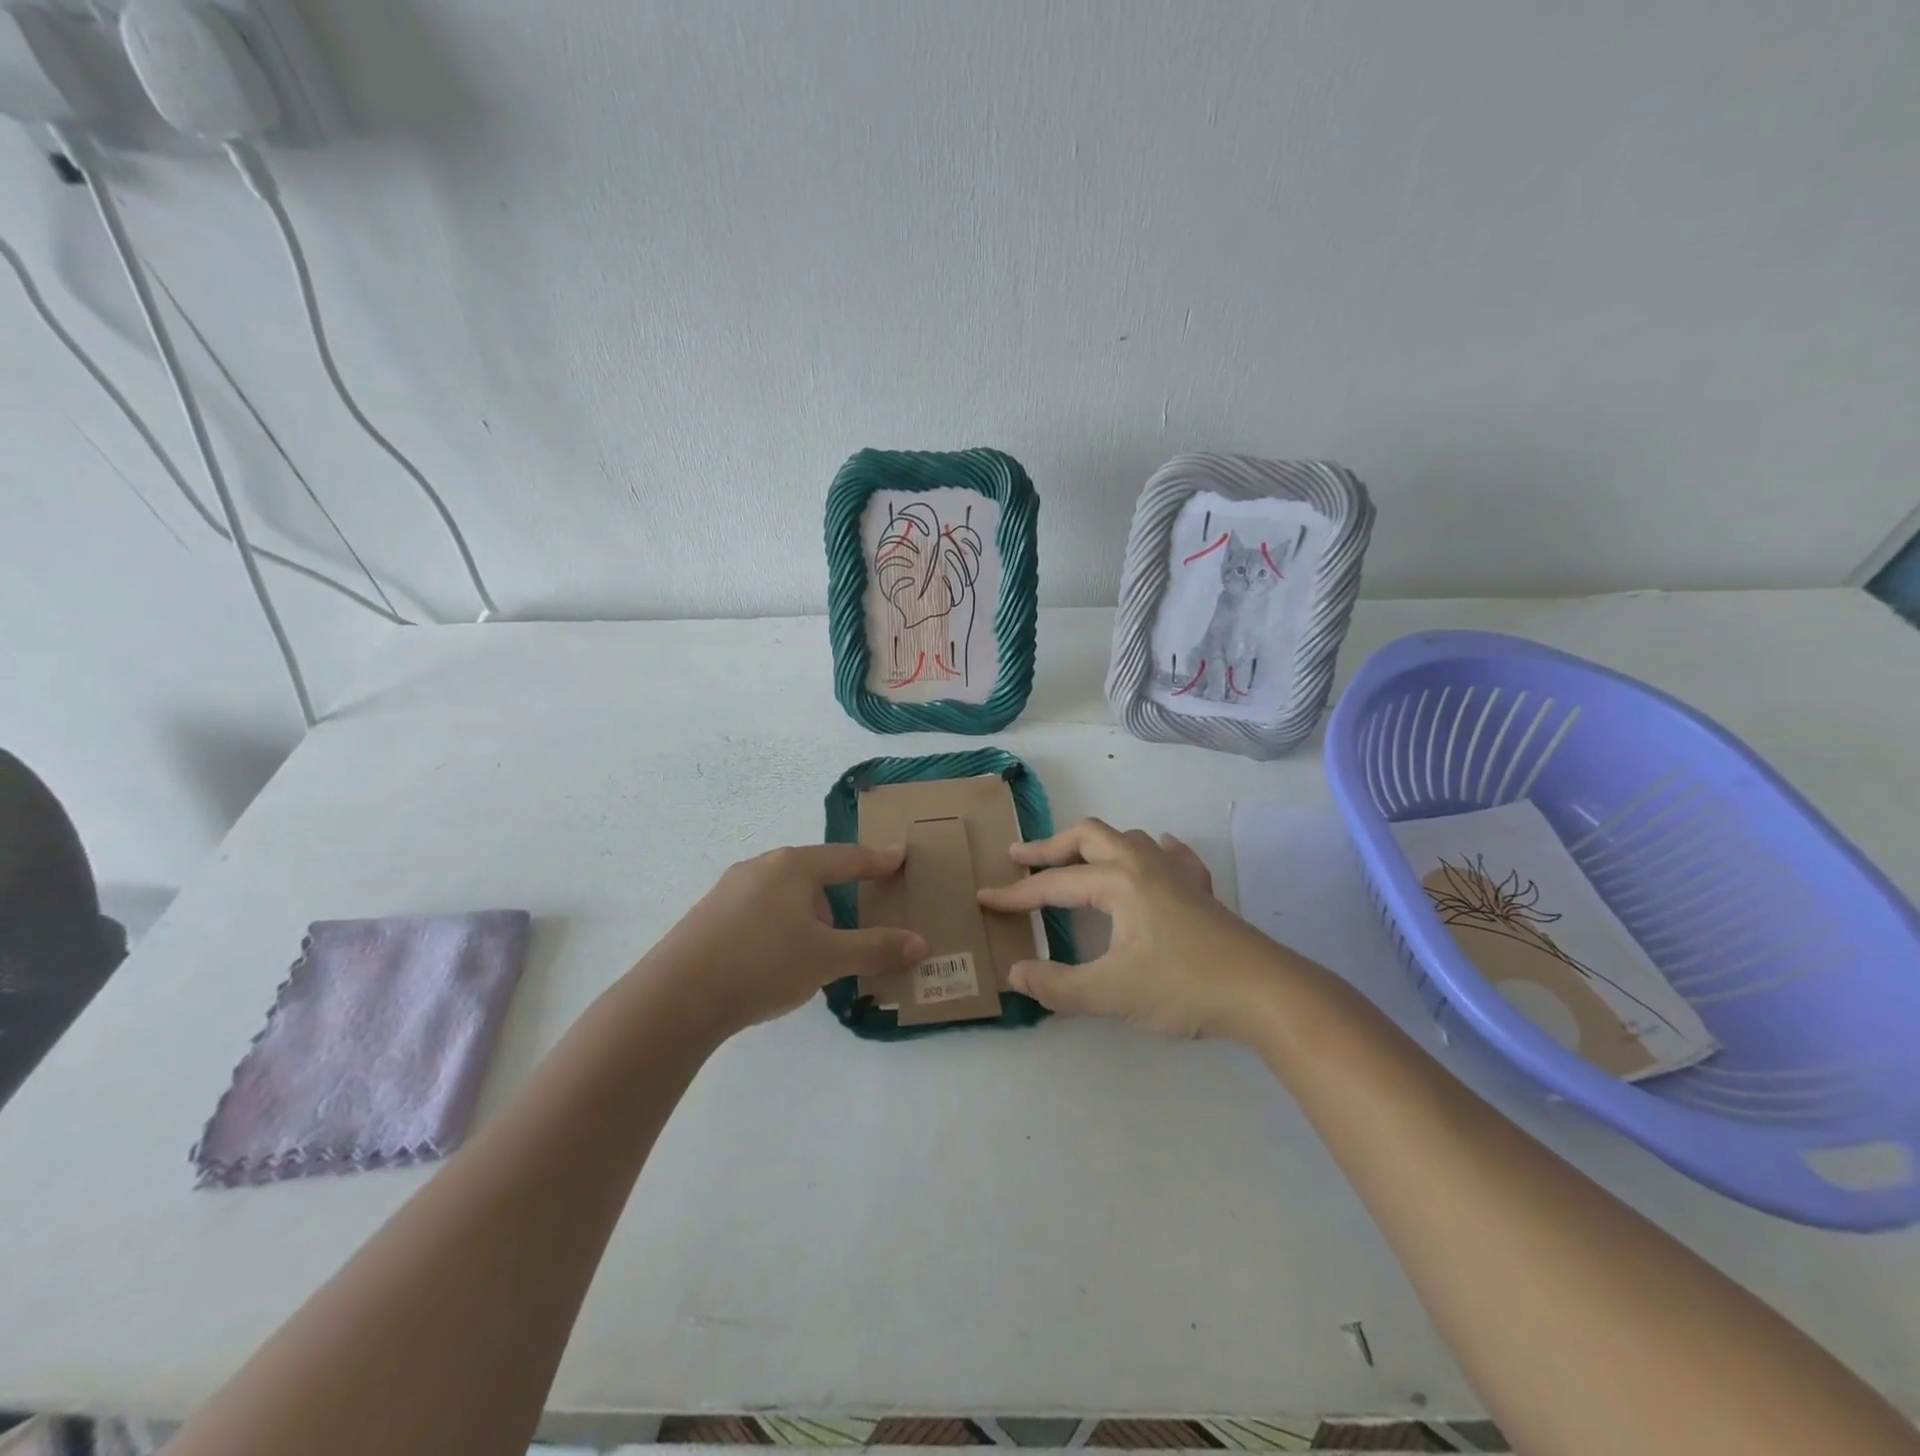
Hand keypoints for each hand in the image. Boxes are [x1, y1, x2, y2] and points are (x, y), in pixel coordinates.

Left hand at [634, 843, 926, 1038]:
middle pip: (813, 874)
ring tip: (812, 955)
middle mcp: (761, 867)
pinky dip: (778, 928)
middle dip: (837, 898)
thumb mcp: (827, 958)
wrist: (675, 997)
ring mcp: (729, 890)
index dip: (877, 860)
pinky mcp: (708, 916)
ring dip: (805, 917)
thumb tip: (920, 944)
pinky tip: (773, 961)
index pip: (847, 858)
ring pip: (783, 895)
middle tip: (852, 925)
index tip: (898, 855)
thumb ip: (875, 949)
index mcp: (794, 866)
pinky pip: (758, 912)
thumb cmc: (763, 964)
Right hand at [976, 818, 1292, 1039]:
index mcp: (1117, 882)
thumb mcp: (1111, 992)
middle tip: (1021, 858)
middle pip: (1088, 836)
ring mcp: (1176, 873)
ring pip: (1128, 839)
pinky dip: (1151, 852)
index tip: (985, 899)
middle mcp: (1143, 864)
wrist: (1265, 992)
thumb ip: (1057, 986)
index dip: (1016, 894)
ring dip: (1095, 845)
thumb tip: (1015, 975)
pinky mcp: (1201, 891)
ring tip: (1078, 862)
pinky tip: (1154, 859)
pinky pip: (1172, 856)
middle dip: (1051, 847)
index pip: (1054, 884)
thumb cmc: (1183, 986)